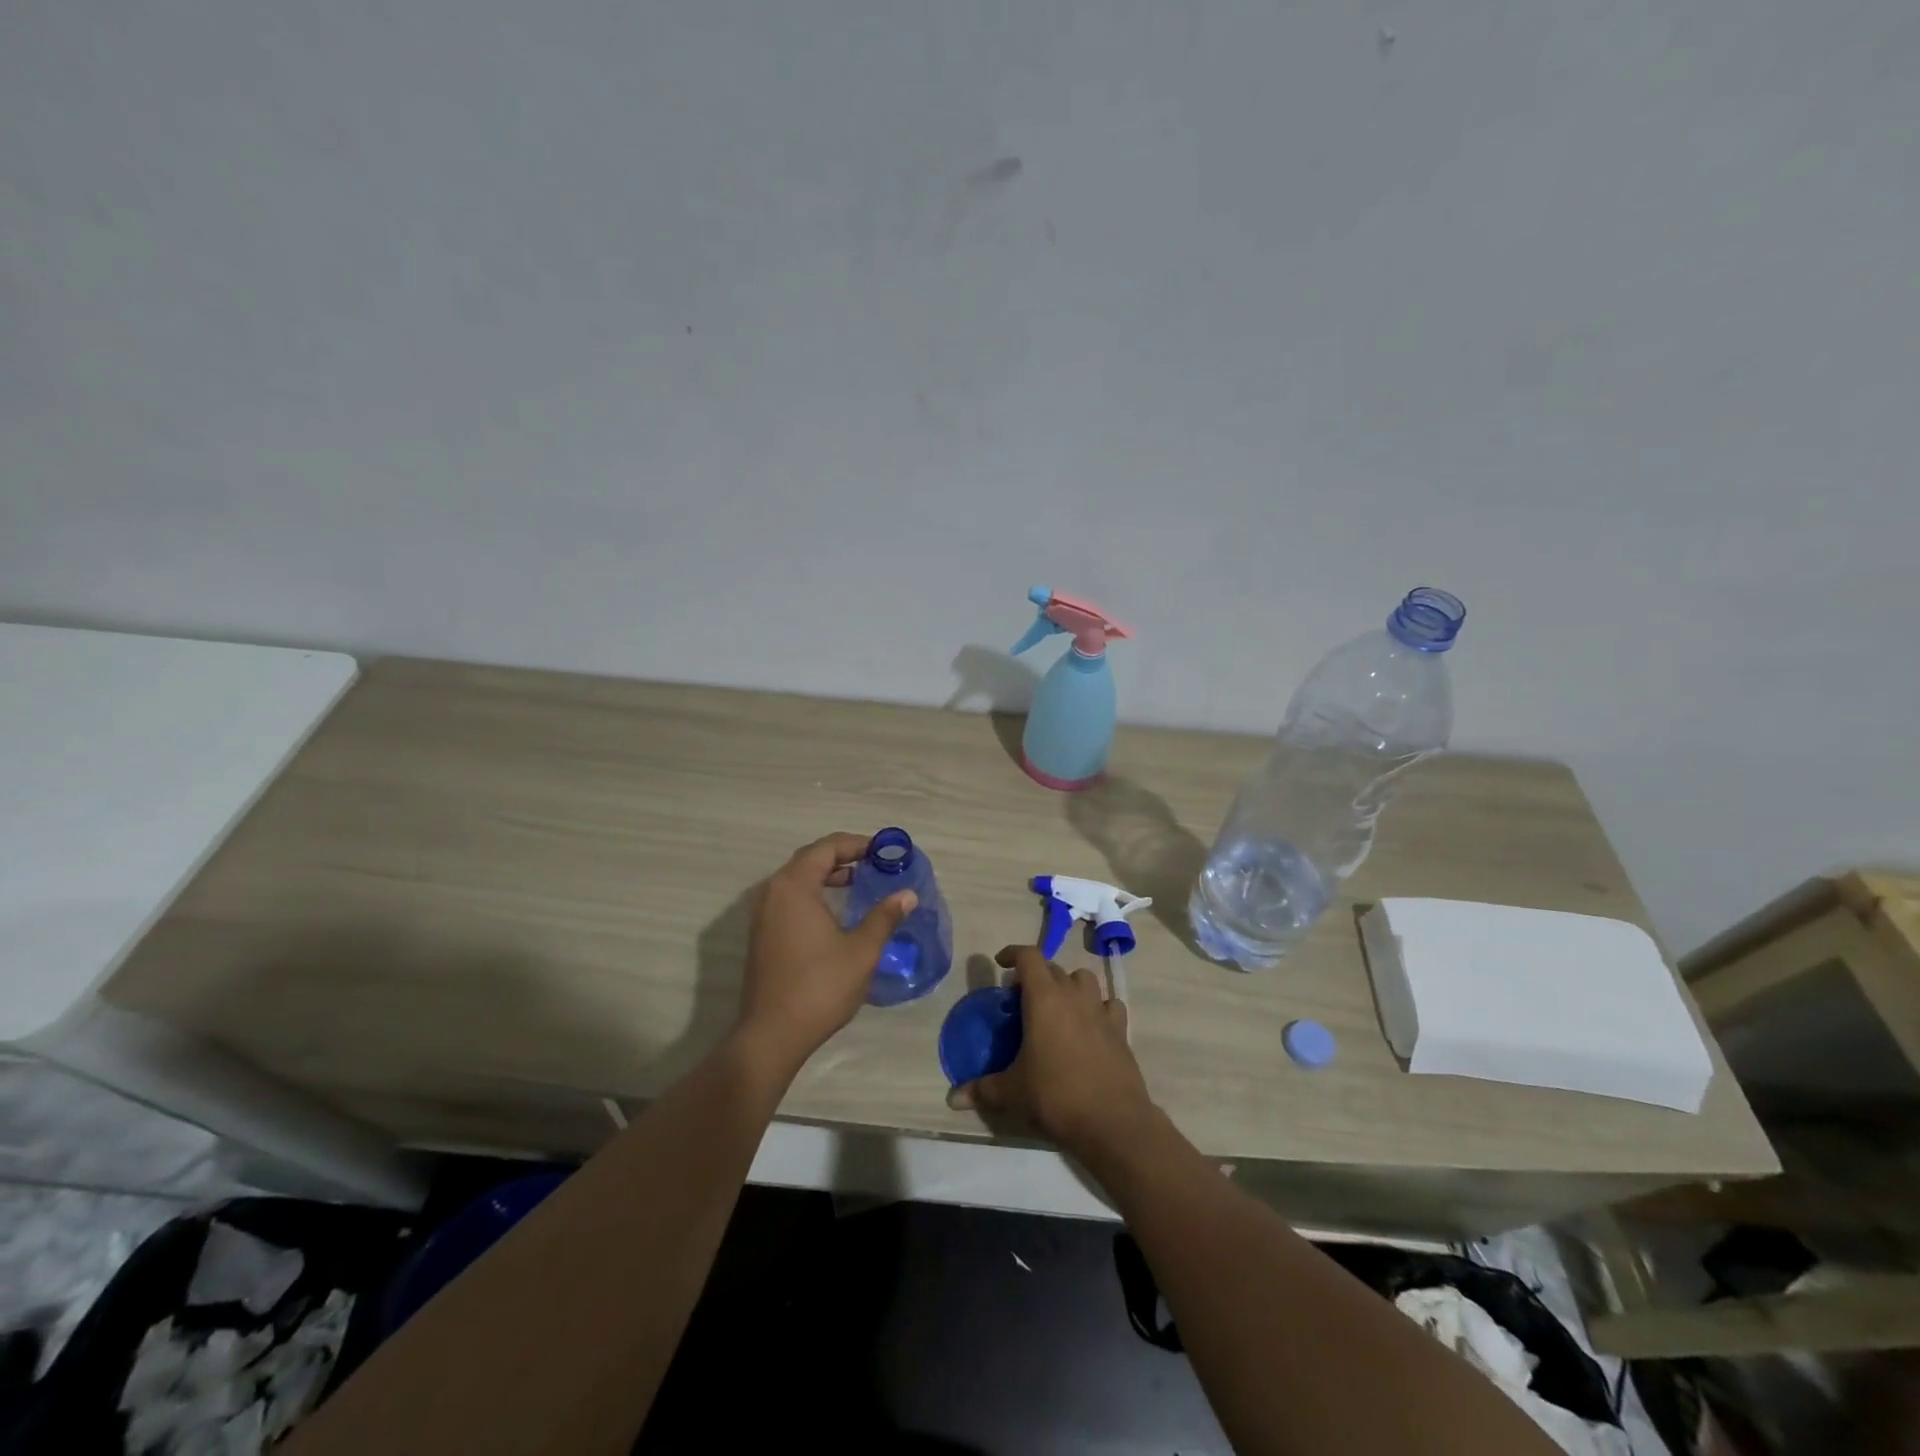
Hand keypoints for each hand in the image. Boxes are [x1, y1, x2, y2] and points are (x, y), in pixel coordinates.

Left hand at [736, 833, 916, 1073]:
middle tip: (874, 863)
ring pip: (797, 879)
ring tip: (858, 883)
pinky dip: (813, 893)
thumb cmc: (820, 986)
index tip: (884, 851)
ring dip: (827, 875)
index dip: (857, 844)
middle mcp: (773, 892)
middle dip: (842, 856)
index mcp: (794, 886)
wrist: (773, 1034)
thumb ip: (884, 917)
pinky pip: (789, 898)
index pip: (826, 848)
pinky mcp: (762, 934)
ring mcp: (763, 914)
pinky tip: (835, 912)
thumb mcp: (862, 950)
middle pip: (809, 859)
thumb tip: (907, 895)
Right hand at [952, 945, 1157, 1158]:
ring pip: (1084, 979)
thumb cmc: (1055, 1096)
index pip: (1028, 956)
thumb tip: (953, 1098)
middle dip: (1036, 976)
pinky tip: (1091, 1026)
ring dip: (1069, 986)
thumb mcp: (1012, 1093)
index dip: (1013, 953)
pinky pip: (1109, 1004)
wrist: (1112, 1121)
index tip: (1001, 963)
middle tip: (1023, 1000)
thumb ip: (982, 1090)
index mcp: (1044, 998)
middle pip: (1053, 968)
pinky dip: (1098, 1007)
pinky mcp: (1121, 1029)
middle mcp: (1073, 995)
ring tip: (1058, 1007)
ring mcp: (1100, 1010)